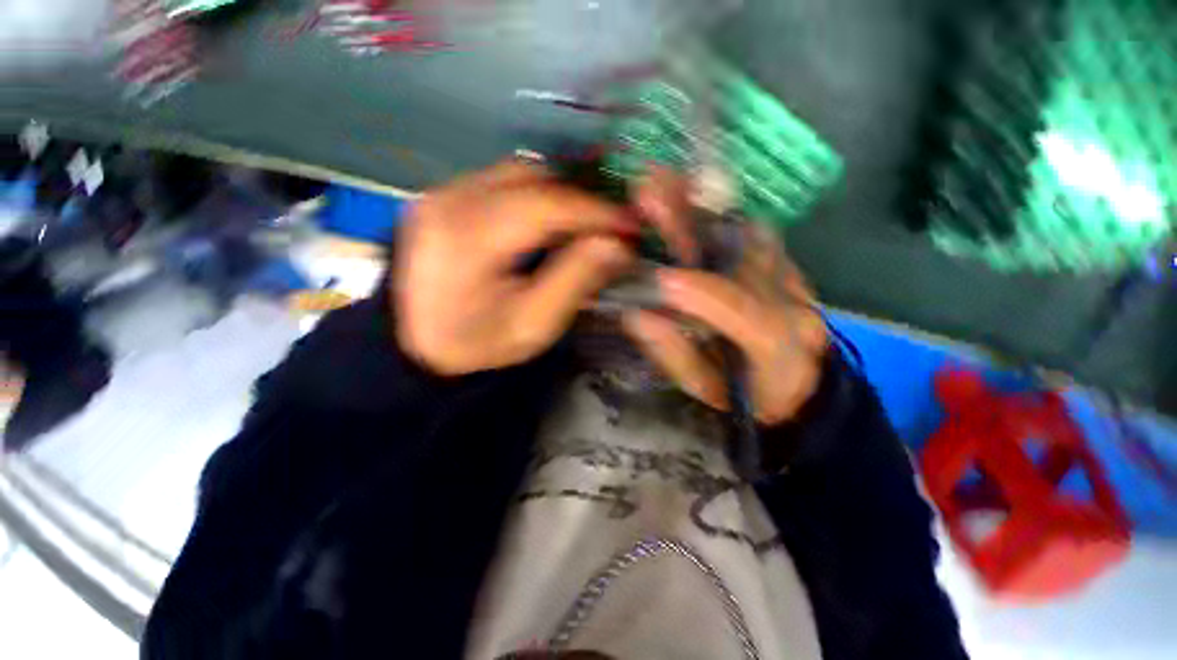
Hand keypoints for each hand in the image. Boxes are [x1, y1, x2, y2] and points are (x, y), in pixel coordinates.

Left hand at [394, 160, 636, 375]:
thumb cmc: (477, 343)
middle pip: (532, 178)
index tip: (630, 225)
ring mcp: (441, 193)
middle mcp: (450, 200)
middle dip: (578, 200)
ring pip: (517, 173)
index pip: (545, 205)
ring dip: (557, 196)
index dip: (595, 211)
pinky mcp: (442, 197)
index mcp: (469, 239)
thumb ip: (576, 280)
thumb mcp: (534, 324)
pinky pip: (500, 182)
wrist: (414, 346)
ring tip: (579, 228)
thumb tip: (616, 244)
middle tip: (605, 229)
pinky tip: (545, 226)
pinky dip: (533, 197)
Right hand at [622, 172, 827, 425]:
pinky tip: (687, 195)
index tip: (660, 279)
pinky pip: (753, 234)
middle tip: (652, 190)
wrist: (801, 389)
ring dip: (703, 206)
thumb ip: (672, 353)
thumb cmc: (745, 396)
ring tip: (663, 180)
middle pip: (749, 256)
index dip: (704, 295)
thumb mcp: (706, 388)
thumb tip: (636, 314)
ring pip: (749, 235)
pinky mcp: (789, 266)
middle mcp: (795, 301)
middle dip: (694, 224)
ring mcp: (796, 278)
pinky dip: (717, 214)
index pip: (745, 315)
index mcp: (778, 347)